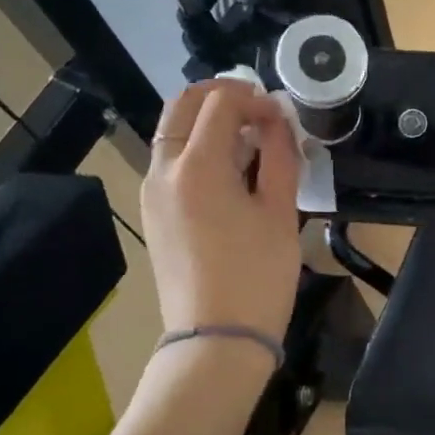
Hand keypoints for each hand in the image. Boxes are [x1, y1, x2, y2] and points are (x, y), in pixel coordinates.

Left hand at [140, 80, 301, 342]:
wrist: (216, 338)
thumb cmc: (258, 276)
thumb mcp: (282, 212)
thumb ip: (281, 156)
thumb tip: (278, 121)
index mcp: (199, 166)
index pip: (222, 103)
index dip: (255, 99)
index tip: (282, 117)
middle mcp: (164, 169)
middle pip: (184, 103)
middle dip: (223, 96)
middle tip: (260, 113)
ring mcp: (152, 191)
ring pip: (173, 130)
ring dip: (208, 121)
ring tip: (249, 144)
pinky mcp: (152, 212)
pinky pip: (170, 160)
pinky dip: (196, 148)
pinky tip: (229, 174)